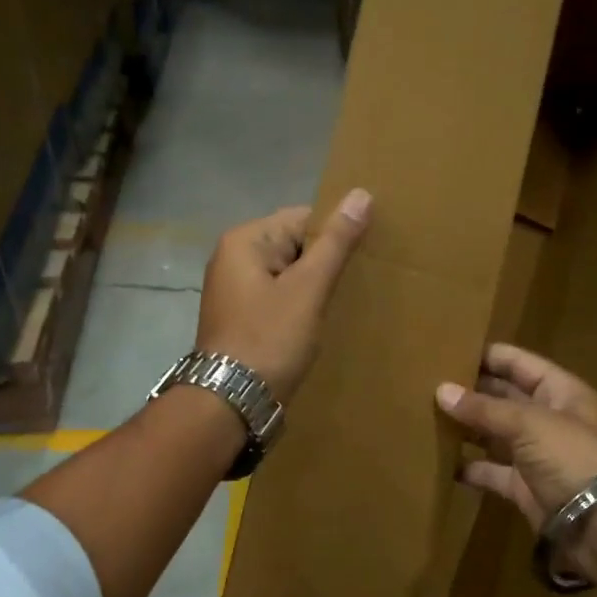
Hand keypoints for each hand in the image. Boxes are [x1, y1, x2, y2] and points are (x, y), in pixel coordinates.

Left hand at [196, 189, 371, 398]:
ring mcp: (235, 290)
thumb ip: (335, 242)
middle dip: (325, 262)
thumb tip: (361, 194)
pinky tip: (319, 322)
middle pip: (294, 245)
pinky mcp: (242, 318)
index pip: (302, 218)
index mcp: (245, 241)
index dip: (335, 235)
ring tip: (345, 303)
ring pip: (288, 274)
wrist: (231, 402)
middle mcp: (233, 258)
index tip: (365, 257)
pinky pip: (279, 297)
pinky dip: (300, 305)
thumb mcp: (308, 289)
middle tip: (359, 282)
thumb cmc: (270, 339)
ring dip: (315, 286)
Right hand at [435, 344, 596, 527]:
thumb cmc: (572, 458)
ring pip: (496, 434)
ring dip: (468, 427)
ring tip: (428, 416)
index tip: (450, 350)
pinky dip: (471, 467)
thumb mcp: (529, 424)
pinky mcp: (525, 487)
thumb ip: (484, 408)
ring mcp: (538, 455)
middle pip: (506, 397)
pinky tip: (441, 461)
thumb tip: (441, 391)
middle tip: (430, 383)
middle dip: (473, 391)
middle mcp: (550, 419)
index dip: (490, 356)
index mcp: (561, 392)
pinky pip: (493, 471)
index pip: (521, 364)